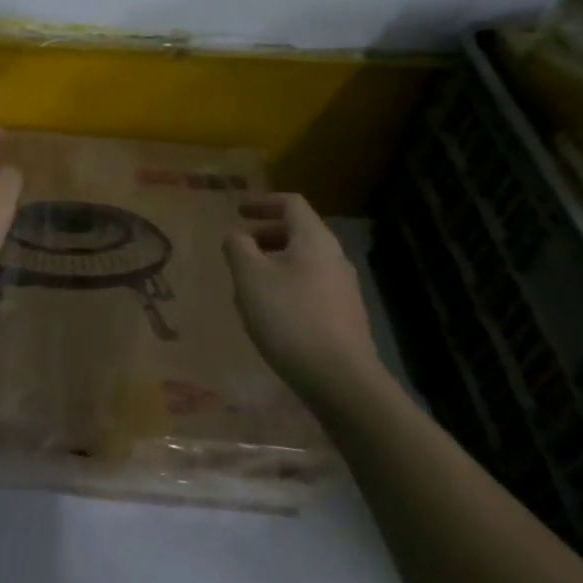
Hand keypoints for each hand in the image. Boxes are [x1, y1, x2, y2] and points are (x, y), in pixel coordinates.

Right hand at [223, 194, 378, 400]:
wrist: (341, 380)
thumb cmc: (290, 318)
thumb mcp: (250, 277)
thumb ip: (238, 247)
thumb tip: (237, 235)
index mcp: (314, 240)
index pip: (291, 203)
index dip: (263, 202)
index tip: (238, 212)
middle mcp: (335, 257)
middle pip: (300, 232)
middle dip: (267, 234)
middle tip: (240, 248)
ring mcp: (344, 288)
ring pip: (305, 261)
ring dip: (275, 262)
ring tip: (249, 282)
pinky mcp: (345, 316)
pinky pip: (312, 286)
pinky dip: (288, 285)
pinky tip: (271, 312)